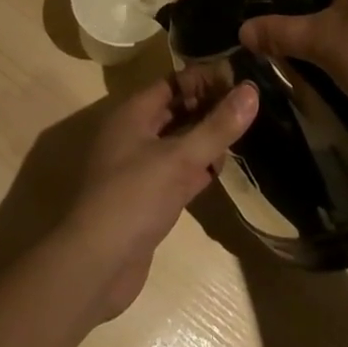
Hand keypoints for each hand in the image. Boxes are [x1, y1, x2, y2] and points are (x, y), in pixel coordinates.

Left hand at [50, 76, 258, 324]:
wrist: (95, 267)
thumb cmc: (134, 198)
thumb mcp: (180, 158)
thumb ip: (217, 126)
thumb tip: (251, 90)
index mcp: (134, 114)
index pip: (174, 82)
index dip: (205, 79)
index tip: (240, 81)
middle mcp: (134, 134)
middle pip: (177, 110)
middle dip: (208, 107)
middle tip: (248, 108)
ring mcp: (139, 167)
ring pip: (178, 142)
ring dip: (205, 138)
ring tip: (242, 135)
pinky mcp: (148, 198)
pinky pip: (177, 171)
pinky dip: (198, 168)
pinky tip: (221, 170)